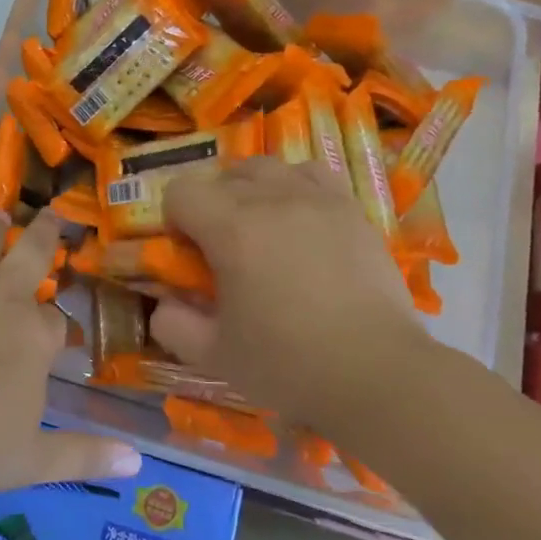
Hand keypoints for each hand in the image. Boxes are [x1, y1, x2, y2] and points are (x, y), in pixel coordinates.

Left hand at [0, 210, 141, 499]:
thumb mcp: (29, 463)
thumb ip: (84, 456)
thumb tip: (137, 463)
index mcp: (35, 337)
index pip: (57, 319)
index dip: (57, 324)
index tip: (56, 331)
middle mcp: (6, 295)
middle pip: (34, 253)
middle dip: (48, 235)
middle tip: (54, 216)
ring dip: (0, 225)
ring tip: (3, 214)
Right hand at [152, 160, 440, 431]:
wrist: (376, 372)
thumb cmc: (289, 364)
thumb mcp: (215, 355)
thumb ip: (174, 325)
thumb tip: (163, 302)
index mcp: (232, 229)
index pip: (181, 190)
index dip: (175, 219)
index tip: (189, 254)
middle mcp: (272, 198)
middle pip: (223, 175)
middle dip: (212, 205)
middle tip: (224, 249)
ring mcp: (317, 199)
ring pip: (267, 167)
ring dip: (252, 189)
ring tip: (263, 228)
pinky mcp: (351, 209)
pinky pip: (311, 174)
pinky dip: (295, 187)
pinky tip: (301, 221)